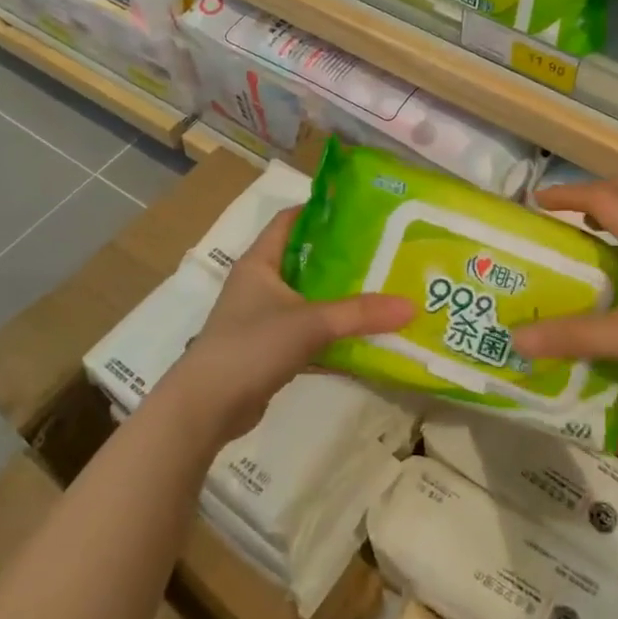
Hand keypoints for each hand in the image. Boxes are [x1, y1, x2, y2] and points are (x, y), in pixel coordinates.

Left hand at [162, 209, 414, 442]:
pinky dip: (333, 338)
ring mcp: (263, 320)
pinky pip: (309, 336)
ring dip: (341, 300)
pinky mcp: (269, 352)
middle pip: (306, 260)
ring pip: (310, 300)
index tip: (362, 210)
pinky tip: (365, 341)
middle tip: (385, 253)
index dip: (321, 211)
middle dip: (343, 258)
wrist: (206, 408)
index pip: (290, 220)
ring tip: (384, 292)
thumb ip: (360, 314)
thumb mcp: (310, 323)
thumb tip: (411, 306)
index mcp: (260, 262)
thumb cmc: (251, 346)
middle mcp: (260, 285)